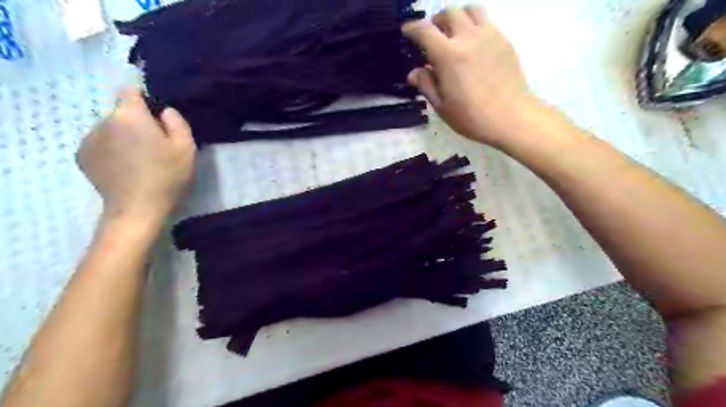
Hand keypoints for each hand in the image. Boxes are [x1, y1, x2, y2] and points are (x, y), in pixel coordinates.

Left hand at [79, 88, 196, 227]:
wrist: (137, 208)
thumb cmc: (167, 176)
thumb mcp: (186, 148)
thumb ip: (177, 122)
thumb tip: (164, 111)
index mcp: (130, 116)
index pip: (129, 90)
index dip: (144, 99)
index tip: (156, 117)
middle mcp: (103, 121)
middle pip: (121, 112)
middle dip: (136, 122)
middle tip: (154, 145)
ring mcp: (88, 139)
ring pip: (110, 128)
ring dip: (122, 136)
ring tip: (138, 159)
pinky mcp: (81, 156)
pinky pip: (99, 143)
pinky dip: (111, 150)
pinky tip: (124, 168)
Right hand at [406, 6, 540, 147]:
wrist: (512, 117)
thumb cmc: (472, 117)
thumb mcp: (442, 106)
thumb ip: (426, 85)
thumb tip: (414, 72)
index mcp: (448, 56)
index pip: (425, 31)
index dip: (412, 28)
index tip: (407, 31)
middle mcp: (468, 38)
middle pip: (449, 13)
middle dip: (436, 21)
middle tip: (433, 36)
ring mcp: (490, 36)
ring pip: (471, 10)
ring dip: (458, 17)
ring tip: (455, 33)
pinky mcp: (504, 41)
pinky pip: (487, 23)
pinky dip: (475, 26)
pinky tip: (474, 46)